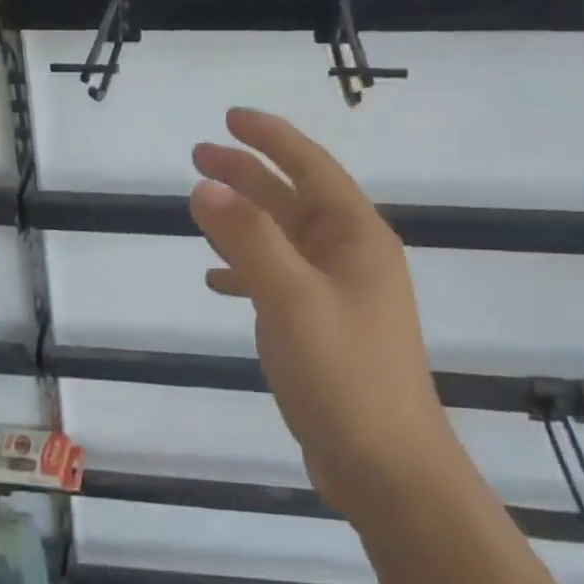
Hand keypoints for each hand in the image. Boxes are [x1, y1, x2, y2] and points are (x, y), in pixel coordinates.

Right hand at [191, 108, 446, 514]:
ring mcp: (337, 293)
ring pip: (282, 239)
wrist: (385, 466)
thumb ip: (248, 239)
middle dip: (247, 174)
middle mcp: (350, 256)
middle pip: (292, 199)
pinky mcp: (322, 327)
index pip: (311, 167)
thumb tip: (205, 186)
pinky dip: (247, 271)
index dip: (271, 137)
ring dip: (243, 219)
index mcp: (356, 237)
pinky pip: (278, 280)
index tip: (230, 118)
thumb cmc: (344, 375)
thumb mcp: (291, 299)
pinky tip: (217, 279)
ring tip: (199, 205)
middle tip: (198, 156)